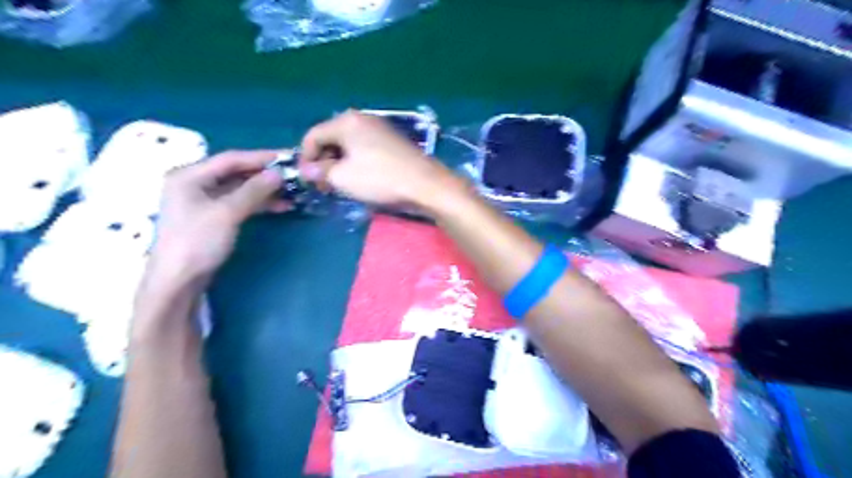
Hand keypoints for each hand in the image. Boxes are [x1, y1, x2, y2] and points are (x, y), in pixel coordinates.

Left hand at [149, 149, 289, 282]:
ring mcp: (204, 201)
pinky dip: (259, 203)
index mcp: (189, 176)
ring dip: (265, 190)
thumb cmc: (198, 242)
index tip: (287, 157)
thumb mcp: (227, 213)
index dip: (260, 157)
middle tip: (292, 175)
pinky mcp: (213, 217)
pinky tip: (279, 206)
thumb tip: (278, 173)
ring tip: (291, 192)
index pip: (231, 159)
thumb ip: (253, 190)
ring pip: (240, 189)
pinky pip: (239, 203)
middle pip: (236, 173)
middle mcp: (195, 183)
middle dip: (265, 175)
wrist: (179, 280)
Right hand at [299, 111, 465, 209]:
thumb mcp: (342, 178)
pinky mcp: (392, 141)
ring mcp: (380, 129)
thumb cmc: (380, 179)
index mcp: (346, 121)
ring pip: (349, 145)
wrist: (425, 184)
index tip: (307, 180)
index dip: (305, 159)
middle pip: (331, 138)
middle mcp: (362, 119)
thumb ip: (320, 172)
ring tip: (342, 185)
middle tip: (325, 185)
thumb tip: (307, 170)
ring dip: (340, 164)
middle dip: (323, 162)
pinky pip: (365, 149)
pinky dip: (357, 162)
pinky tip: (361, 179)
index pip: (312, 136)